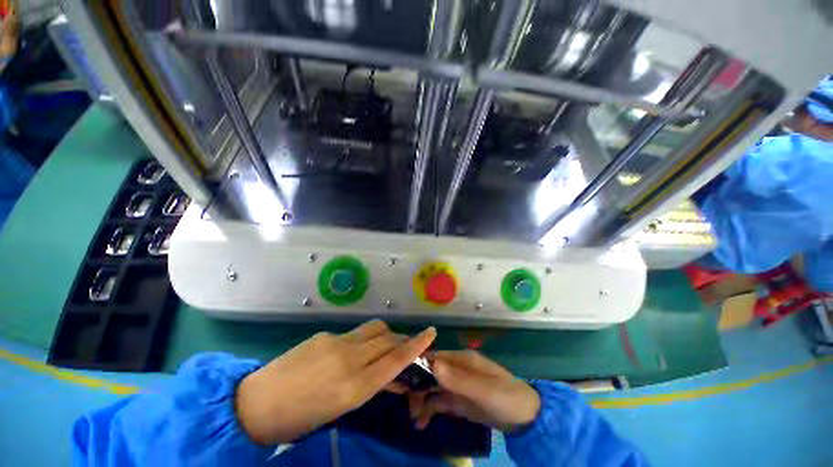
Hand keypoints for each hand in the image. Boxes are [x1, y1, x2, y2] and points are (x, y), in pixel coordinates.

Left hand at [235, 320, 435, 444]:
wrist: (256, 403)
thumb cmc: (300, 419)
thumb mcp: (341, 409)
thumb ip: (370, 386)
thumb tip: (392, 375)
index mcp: (354, 387)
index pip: (395, 359)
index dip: (416, 345)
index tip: (431, 333)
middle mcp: (349, 359)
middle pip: (388, 338)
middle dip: (402, 339)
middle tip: (404, 347)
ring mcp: (336, 341)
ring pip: (374, 328)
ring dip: (385, 334)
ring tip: (383, 346)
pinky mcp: (325, 334)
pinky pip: (354, 333)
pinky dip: (363, 340)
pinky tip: (351, 352)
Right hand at [408, 350, 539, 432]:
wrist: (527, 418)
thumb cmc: (506, 397)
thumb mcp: (484, 390)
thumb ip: (458, 379)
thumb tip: (432, 364)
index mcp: (462, 360)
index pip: (435, 358)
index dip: (418, 366)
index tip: (402, 379)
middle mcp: (457, 369)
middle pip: (431, 373)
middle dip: (418, 387)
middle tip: (408, 406)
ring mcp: (457, 386)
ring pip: (433, 388)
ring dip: (422, 400)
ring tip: (414, 418)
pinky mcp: (459, 402)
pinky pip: (440, 403)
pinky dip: (430, 410)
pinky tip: (422, 422)